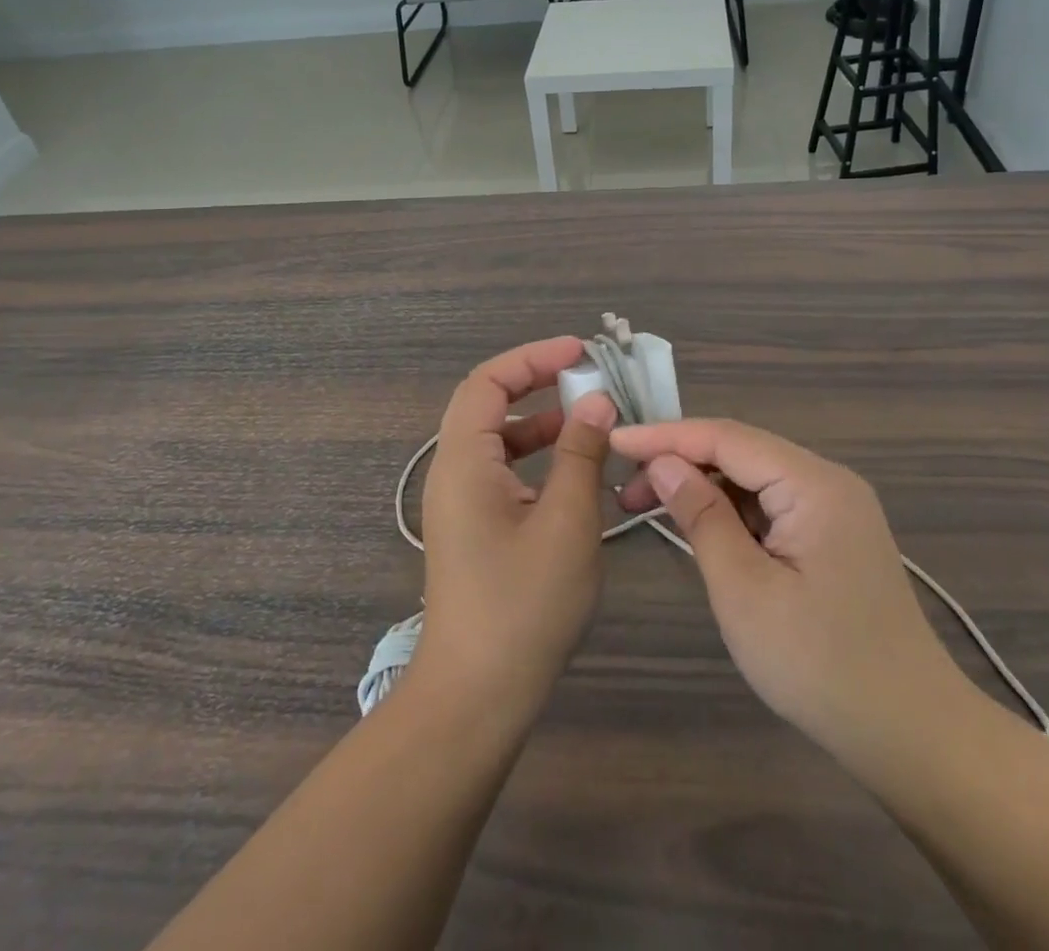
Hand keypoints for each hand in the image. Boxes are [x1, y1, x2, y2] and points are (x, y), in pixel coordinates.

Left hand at [412, 337, 616, 731]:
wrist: (476, 695)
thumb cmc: (523, 604)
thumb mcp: (567, 523)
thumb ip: (580, 454)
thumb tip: (595, 402)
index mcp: (463, 461)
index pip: (488, 382)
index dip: (532, 358)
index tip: (579, 352)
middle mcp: (453, 472)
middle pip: (487, 404)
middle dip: (536, 383)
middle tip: (585, 378)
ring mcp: (460, 502)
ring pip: (497, 440)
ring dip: (539, 422)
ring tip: (589, 420)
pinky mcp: (473, 528)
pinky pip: (502, 472)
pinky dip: (536, 459)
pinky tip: (575, 472)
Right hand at [612, 418, 968, 765]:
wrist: (911, 735)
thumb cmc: (821, 665)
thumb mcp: (745, 590)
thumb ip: (701, 516)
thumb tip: (662, 463)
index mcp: (814, 484)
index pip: (727, 437)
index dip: (666, 436)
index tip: (614, 440)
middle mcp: (828, 481)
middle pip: (740, 451)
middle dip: (680, 461)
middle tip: (626, 488)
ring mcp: (834, 508)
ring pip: (753, 477)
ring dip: (702, 487)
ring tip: (649, 507)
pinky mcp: (832, 535)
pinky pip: (770, 504)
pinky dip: (729, 511)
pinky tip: (700, 530)